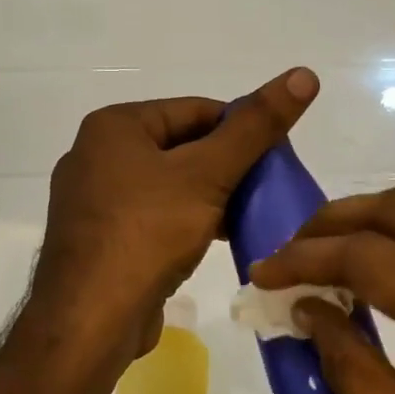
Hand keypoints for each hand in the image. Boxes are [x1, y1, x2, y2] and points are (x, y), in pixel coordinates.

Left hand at [32, 68, 319, 360]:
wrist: (90, 321)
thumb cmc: (147, 234)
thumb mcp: (209, 174)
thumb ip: (256, 126)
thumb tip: (304, 73)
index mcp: (115, 126)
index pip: (196, 110)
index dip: (243, 128)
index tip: (278, 156)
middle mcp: (98, 155)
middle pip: (183, 146)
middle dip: (228, 167)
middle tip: (270, 189)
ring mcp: (95, 200)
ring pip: (171, 185)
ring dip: (212, 197)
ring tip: (252, 215)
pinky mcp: (102, 239)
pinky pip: (154, 216)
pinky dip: (188, 221)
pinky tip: (219, 239)